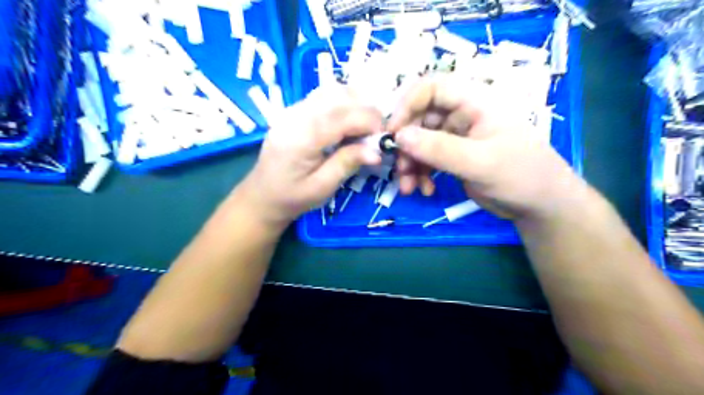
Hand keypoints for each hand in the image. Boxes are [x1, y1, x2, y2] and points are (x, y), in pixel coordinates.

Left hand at [239, 86, 386, 227]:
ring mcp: (292, 110)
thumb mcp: (322, 188)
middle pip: (337, 96)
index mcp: (300, 139)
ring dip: (355, 102)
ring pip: (331, 91)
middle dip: (365, 109)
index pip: (341, 117)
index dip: (368, 120)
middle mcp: (294, 116)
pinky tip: (350, 121)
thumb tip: (377, 151)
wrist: (262, 195)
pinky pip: (323, 96)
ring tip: (366, 126)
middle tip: (378, 131)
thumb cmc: (292, 197)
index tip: (385, 135)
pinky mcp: (294, 110)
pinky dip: (343, 103)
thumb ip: (347, 164)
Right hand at [387, 74, 579, 221]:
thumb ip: (439, 149)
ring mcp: (457, 137)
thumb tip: (399, 137)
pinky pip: (427, 159)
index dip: (407, 104)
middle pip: (420, 118)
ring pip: (420, 142)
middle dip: (406, 144)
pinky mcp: (454, 157)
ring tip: (409, 187)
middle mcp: (462, 115)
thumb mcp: (480, 162)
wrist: (540, 205)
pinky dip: (420, 174)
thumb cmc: (521, 175)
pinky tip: (425, 190)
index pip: (431, 88)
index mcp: (474, 102)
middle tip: (399, 169)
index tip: (392, 132)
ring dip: (410, 164)